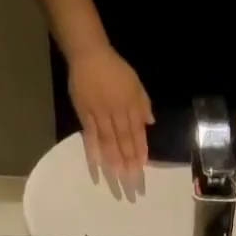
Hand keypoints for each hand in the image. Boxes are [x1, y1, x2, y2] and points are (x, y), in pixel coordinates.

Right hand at [67, 45, 152, 180]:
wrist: (88, 53)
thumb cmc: (114, 68)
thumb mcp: (134, 81)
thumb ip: (142, 102)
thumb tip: (150, 123)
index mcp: (130, 103)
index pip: (137, 131)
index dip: (140, 149)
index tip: (142, 167)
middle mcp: (116, 111)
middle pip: (124, 140)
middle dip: (129, 161)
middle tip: (132, 182)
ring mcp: (99, 114)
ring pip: (109, 141)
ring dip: (114, 162)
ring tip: (119, 179)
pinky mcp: (84, 115)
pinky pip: (90, 138)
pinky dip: (94, 154)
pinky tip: (98, 169)